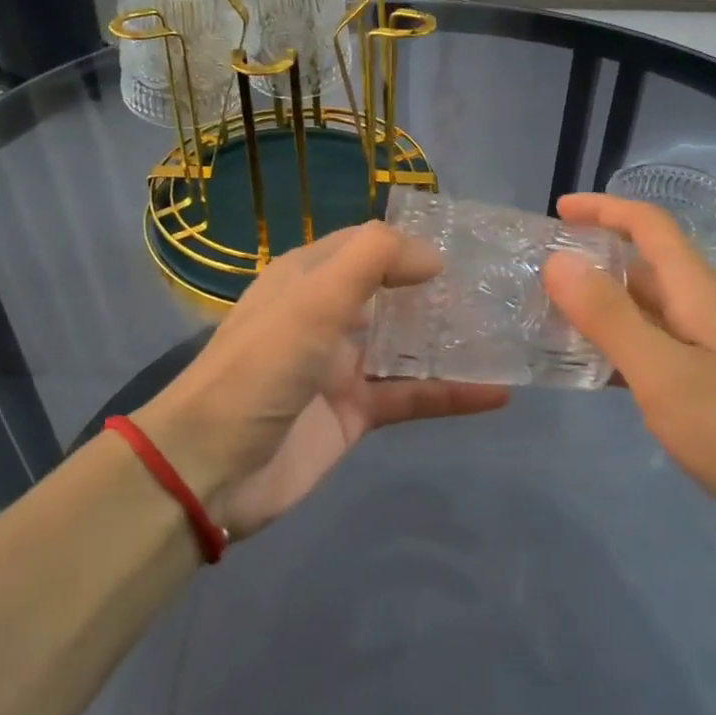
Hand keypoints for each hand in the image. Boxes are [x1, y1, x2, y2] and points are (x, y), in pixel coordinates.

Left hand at [133, 222, 508, 539]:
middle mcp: (326, 317)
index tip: (464, 249)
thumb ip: (373, 262)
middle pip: (392, 293)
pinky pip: (411, 395)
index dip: (410, 244)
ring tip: (506, 333)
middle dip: (439, 290)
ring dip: (450, 340)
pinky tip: (496, 393)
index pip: (366, 246)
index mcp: (307, 279)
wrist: (209, 470)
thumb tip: (433, 257)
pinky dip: (450, 395)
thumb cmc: (258, 371)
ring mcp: (342, 367)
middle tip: (498, 288)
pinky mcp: (355, 414)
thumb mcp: (311, 301)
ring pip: (407, 345)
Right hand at [541, 194, 715, 556]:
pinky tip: (601, 372)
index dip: (604, 209)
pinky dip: (625, 347)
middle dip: (596, 258)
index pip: (650, 226)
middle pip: (649, 265)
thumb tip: (559, 260)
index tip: (559, 210)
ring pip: (653, 310)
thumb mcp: (664, 374)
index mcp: (700, 292)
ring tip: (556, 319)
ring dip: (606, 305)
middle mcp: (711, 310)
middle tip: (542, 274)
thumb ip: (609, 317)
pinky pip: (663, 349)